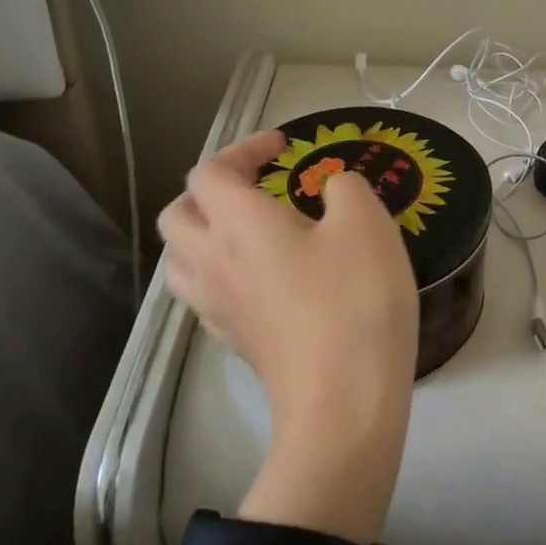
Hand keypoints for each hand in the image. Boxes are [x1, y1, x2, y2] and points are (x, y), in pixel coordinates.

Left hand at [158, 130, 419, 540]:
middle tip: (256, 186)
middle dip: (211, 189)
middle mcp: (212, 261)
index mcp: (238, 223)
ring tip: (248, 230)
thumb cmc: (355, 298)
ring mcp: (217, 307)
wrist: (344, 398)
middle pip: (178, 214)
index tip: (284, 146)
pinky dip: (220, 272)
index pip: (211, 171)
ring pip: (180, 258)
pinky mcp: (234, 341)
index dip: (243, 148)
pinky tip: (261, 279)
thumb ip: (346, 188)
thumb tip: (331, 190)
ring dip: (204, 232)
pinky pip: (204, 294)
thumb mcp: (367, 222)